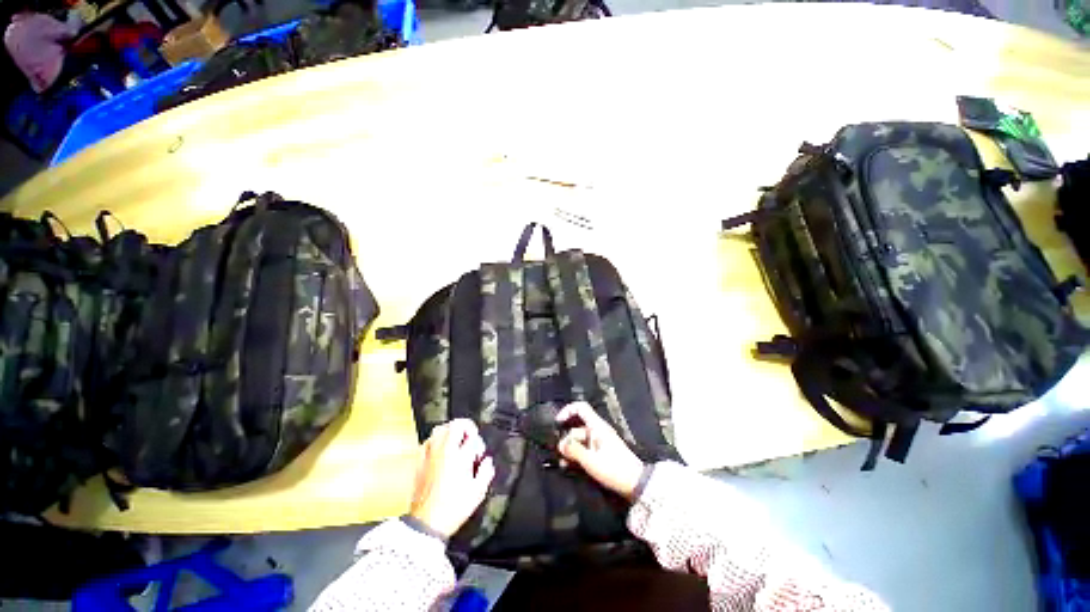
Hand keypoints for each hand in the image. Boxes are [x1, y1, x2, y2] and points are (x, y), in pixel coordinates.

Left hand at [410, 419, 494, 537]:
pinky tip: (439, 449)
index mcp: (460, 457)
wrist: (426, 524)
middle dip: (466, 428)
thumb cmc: (454, 509)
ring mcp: (430, 455)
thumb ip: (486, 472)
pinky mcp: (419, 462)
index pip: (472, 438)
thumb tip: (487, 461)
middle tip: (470, 440)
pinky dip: (435, 440)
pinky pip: (427, 441)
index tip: (478, 456)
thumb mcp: (478, 493)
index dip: (478, 444)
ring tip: (456, 441)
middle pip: (456, 425)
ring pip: (440, 429)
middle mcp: (444, 451)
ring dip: (451, 431)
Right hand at [556, 402, 645, 500]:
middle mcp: (597, 431)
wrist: (636, 484)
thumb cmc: (614, 469)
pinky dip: (577, 456)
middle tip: (560, 455)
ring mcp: (599, 442)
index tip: (557, 423)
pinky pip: (585, 450)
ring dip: (571, 451)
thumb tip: (560, 444)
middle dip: (567, 440)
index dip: (567, 411)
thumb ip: (574, 450)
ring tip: (563, 464)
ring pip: (579, 441)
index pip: (581, 408)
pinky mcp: (601, 453)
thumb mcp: (591, 460)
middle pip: (577, 428)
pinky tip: (570, 467)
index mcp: (597, 426)